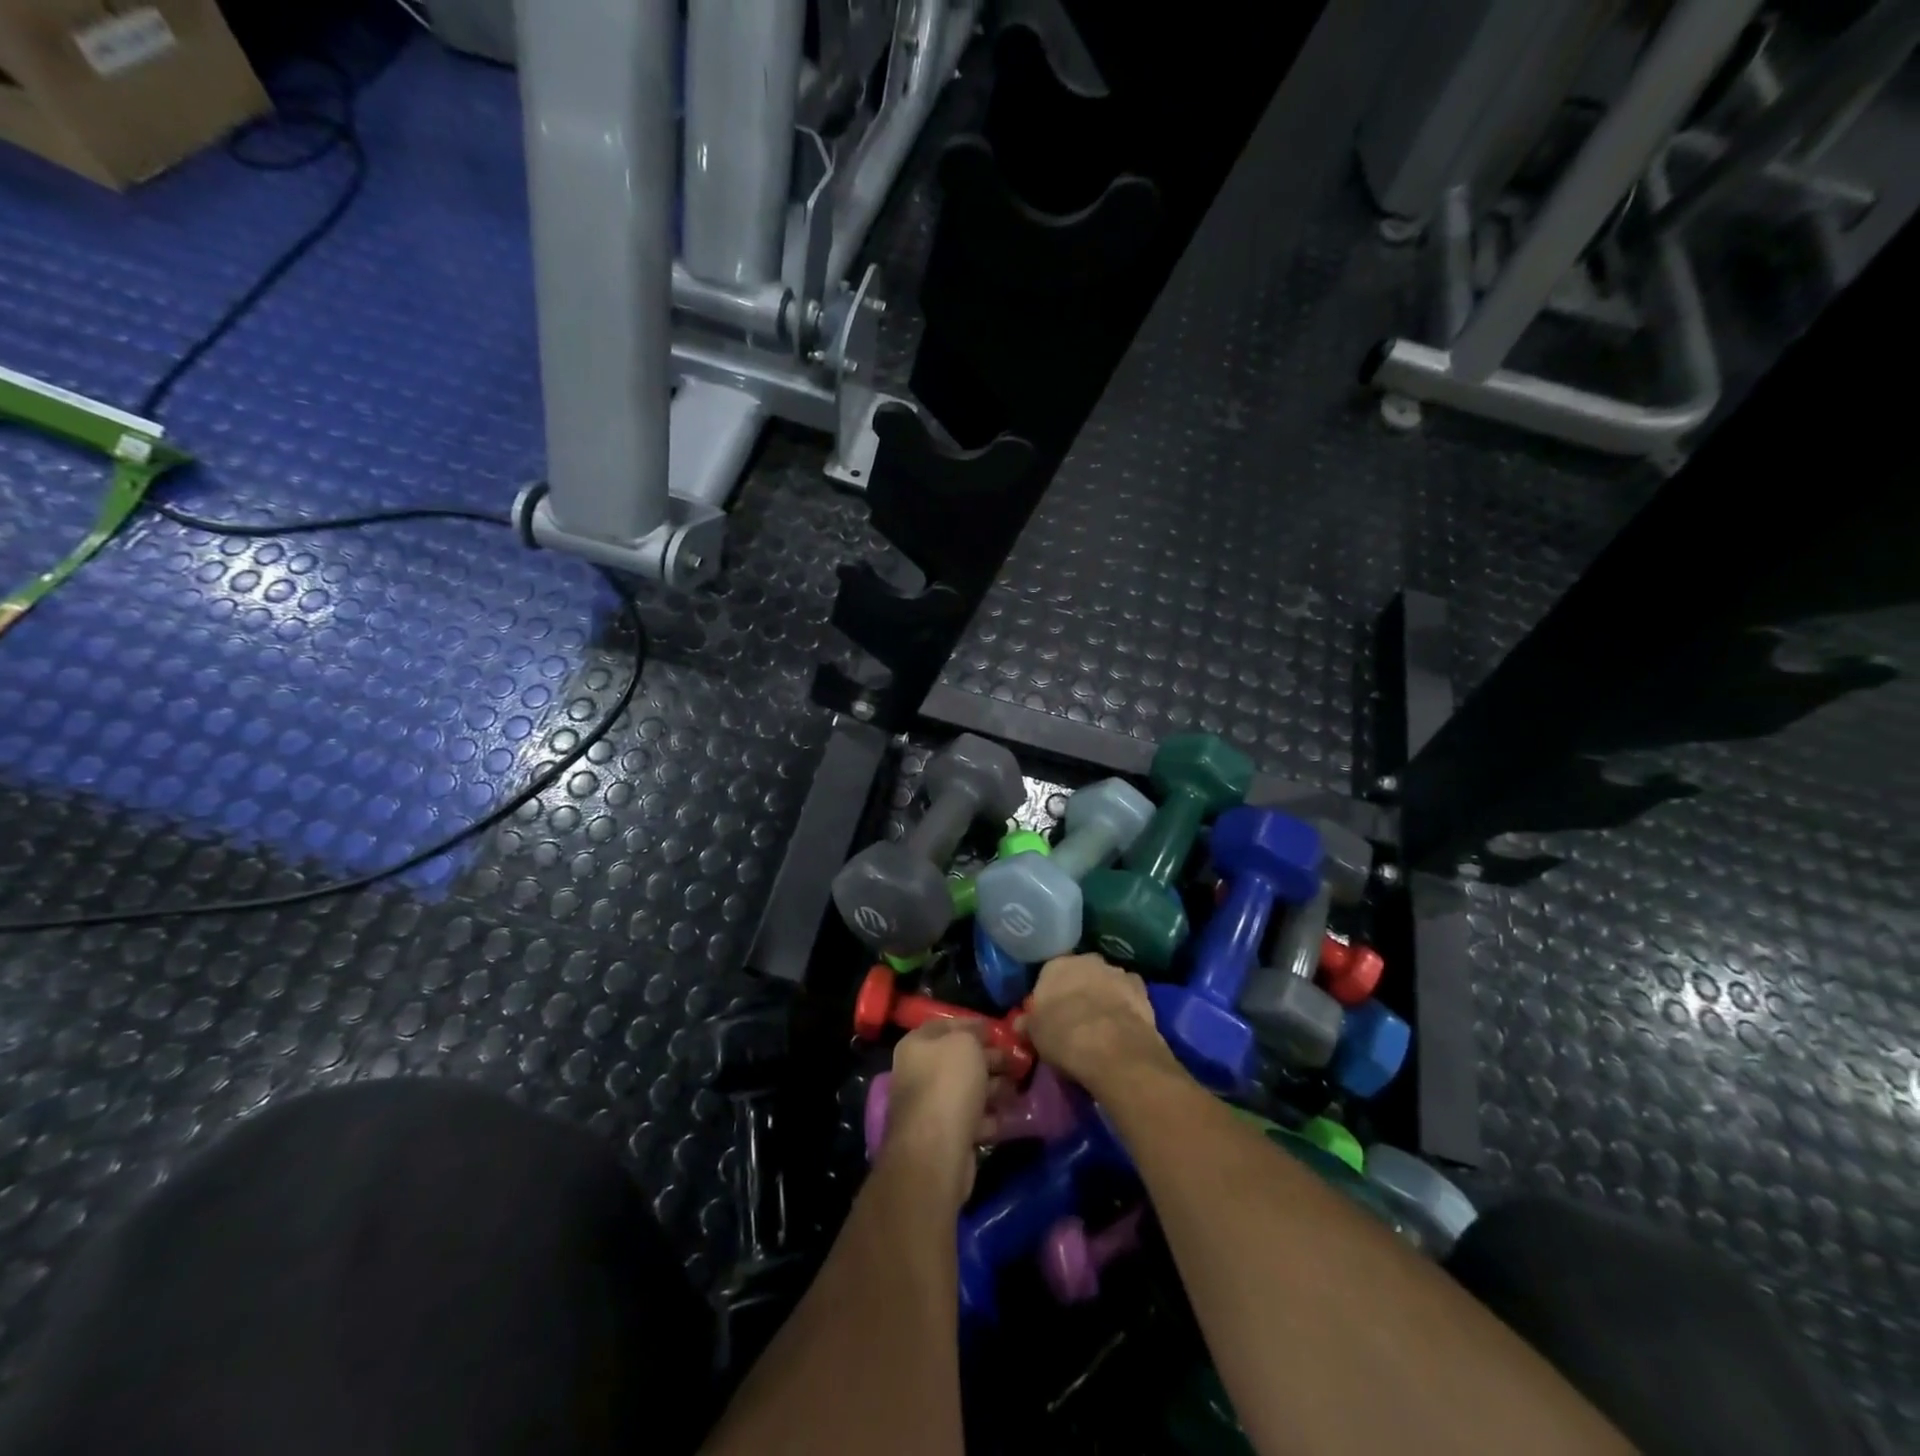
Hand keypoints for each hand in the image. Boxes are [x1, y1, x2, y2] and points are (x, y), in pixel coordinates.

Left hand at [880, 1020, 1014, 1209]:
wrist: (936, 1150)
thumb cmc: (949, 1083)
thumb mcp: (965, 1043)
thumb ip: (974, 1033)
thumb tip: (981, 1034)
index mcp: (916, 1045)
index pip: (948, 1026)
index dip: (975, 1025)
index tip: (1002, 1031)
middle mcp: (919, 1073)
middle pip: (960, 1059)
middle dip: (991, 1058)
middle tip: (1019, 1059)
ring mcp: (931, 1106)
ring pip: (968, 1089)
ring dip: (995, 1086)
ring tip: (1021, 1085)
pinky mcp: (945, 1136)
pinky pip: (973, 1118)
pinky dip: (992, 1115)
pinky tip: (1013, 1114)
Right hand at [1018, 954, 1178, 1094]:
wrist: (1111, 1047)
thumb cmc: (1063, 1036)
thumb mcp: (1035, 1035)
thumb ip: (1029, 1023)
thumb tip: (1021, 1024)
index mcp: (1056, 966)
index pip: (1050, 975)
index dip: (1052, 995)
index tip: (1052, 1014)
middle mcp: (1087, 960)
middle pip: (1081, 973)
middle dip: (1080, 990)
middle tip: (1077, 1017)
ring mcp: (1117, 972)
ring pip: (1107, 981)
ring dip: (1105, 995)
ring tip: (1103, 1024)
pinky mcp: (1141, 988)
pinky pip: (1129, 995)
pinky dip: (1127, 1005)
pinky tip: (1124, 1025)